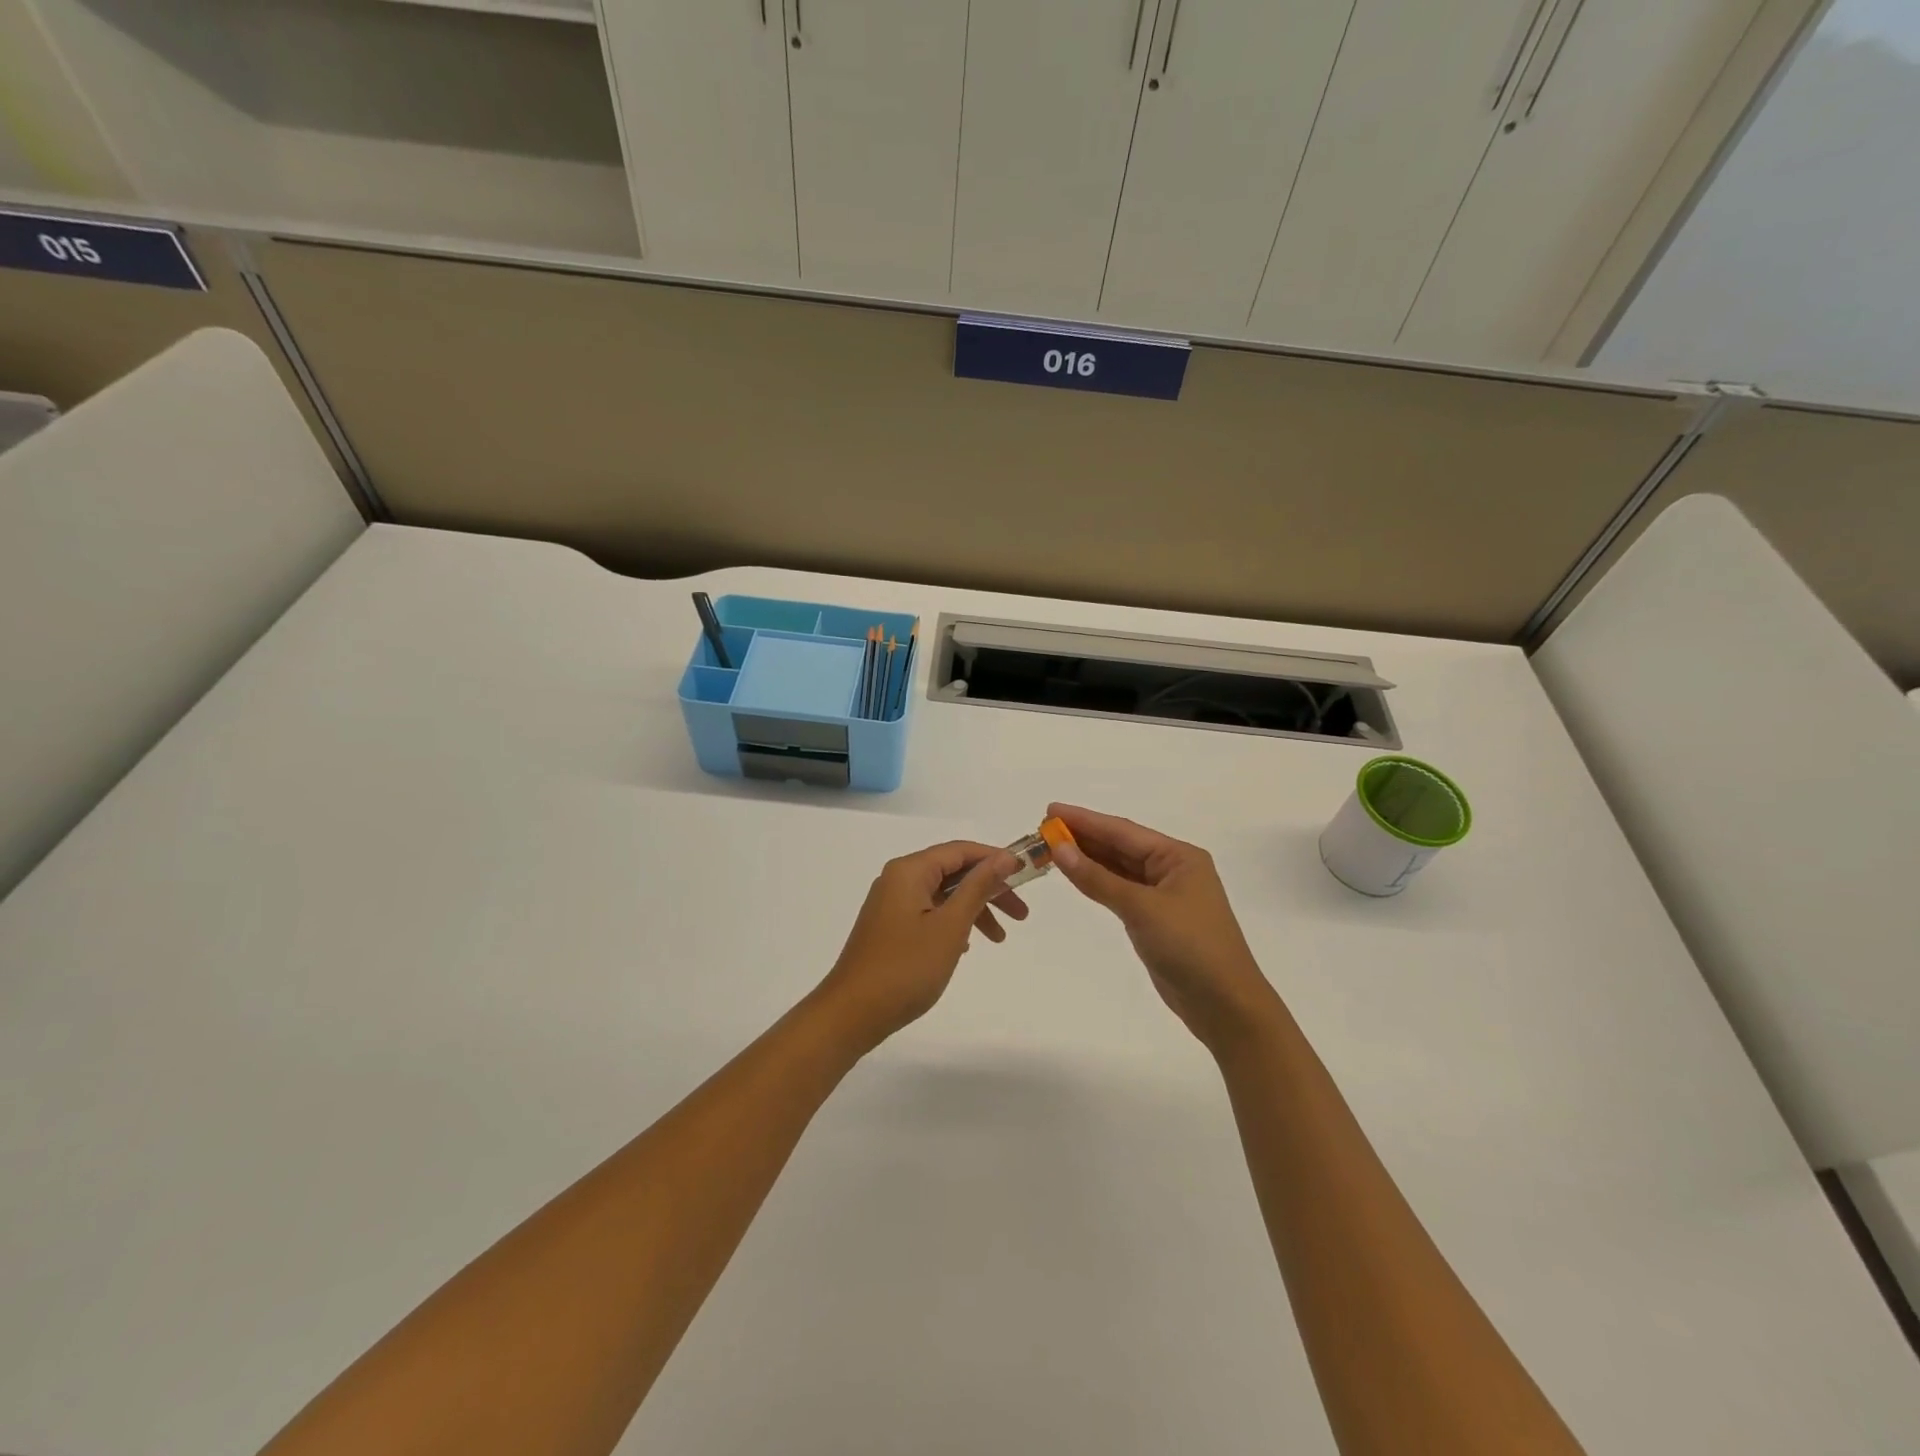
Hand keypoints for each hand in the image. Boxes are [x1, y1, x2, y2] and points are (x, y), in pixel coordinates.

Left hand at [812, 841, 1026, 1052]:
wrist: (852, 1014)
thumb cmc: (905, 968)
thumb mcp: (950, 926)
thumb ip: (978, 887)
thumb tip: (1005, 858)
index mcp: (909, 871)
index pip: (960, 850)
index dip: (995, 859)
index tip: (1026, 875)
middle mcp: (898, 879)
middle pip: (953, 872)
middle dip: (989, 889)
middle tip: (1021, 915)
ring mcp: (891, 904)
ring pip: (943, 895)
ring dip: (974, 910)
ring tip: (1000, 939)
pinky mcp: (889, 927)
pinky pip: (930, 913)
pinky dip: (953, 923)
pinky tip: (968, 945)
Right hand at [1047, 803, 1281, 1049]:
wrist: (1225, 1005)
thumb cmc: (1189, 947)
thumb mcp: (1140, 908)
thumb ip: (1097, 878)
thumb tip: (1060, 848)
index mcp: (1179, 857)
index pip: (1123, 831)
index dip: (1084, 819)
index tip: (1050, 810)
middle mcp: (1173, 869)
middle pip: (1121, 846)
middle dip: (1084, 837)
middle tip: (1044, 829)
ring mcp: (1166, 895)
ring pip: (1120, 869)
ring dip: (1088, 859)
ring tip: (1052, 848)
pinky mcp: (1157, 919)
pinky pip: (1122, 891)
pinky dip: (1099, 882)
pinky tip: (1077, 875)